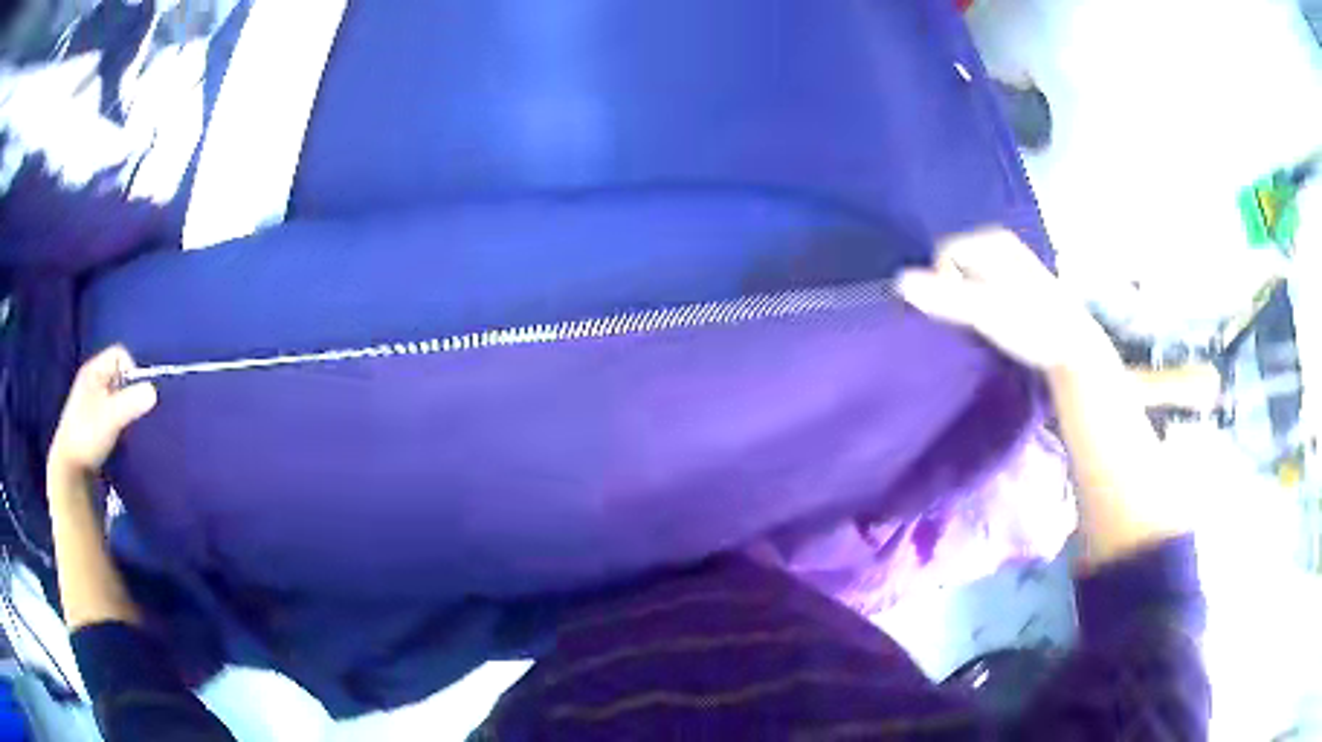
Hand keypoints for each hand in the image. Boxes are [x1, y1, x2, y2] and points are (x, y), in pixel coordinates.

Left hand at [48, 346, 156, 479]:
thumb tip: (154, 391)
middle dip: (130, 393)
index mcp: (93, 370)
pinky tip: (119, 438)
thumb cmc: (87, 435)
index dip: (131, 370)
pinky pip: (112, 413)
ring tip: (126, 429)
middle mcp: (92, 381)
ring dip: (125, 410)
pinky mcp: (93, 423)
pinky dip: (119, 422)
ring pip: (116, 396)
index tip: (135, 396)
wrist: (69, 470)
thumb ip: (132, 402)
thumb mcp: (111, 417)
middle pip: (119, 376)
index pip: (119, 354)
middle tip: (133, 414)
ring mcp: (91, 402)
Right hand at [898, 229, 1108, 370]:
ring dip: (967, 304)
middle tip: (971, 323)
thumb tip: (898, 282)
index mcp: (991, 240)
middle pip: (955, 265)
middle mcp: (999, 244)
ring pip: (968, 279)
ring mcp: (1009, 264)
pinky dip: (980, 307)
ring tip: (985, 326)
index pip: (943, 255)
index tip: (960, 315)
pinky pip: (982, 289)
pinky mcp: (1016, 285)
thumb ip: (944, 297)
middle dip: (953, 293)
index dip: (942, 285)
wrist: (1075, 348)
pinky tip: (995, 325)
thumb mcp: (986, 312)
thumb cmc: (1033, 325)